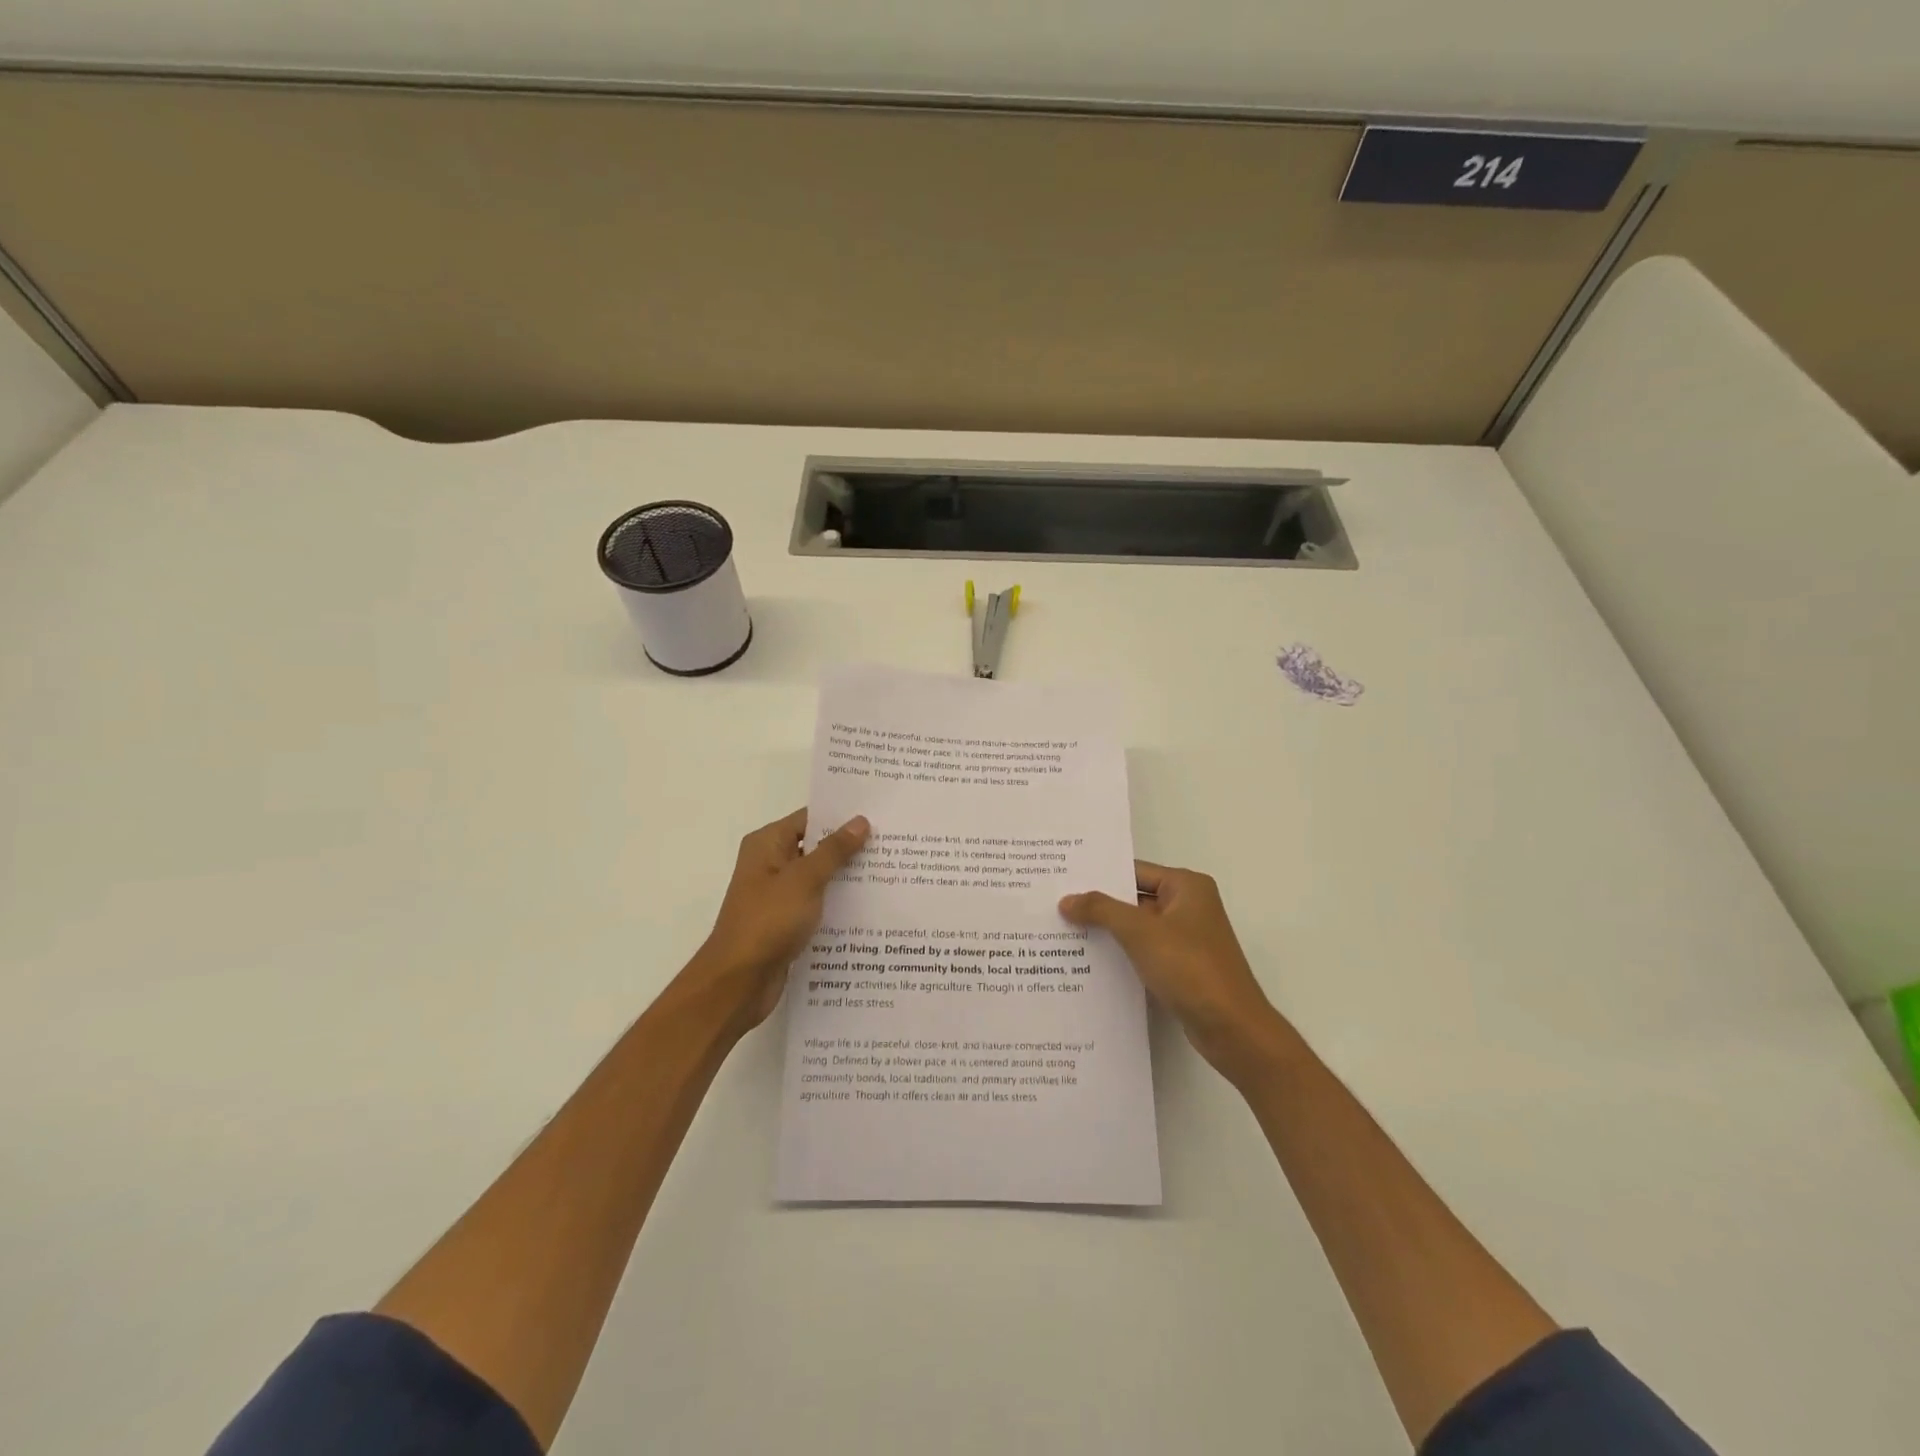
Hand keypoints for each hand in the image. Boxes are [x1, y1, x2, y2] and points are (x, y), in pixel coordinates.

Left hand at [690, 807, 869, 1031]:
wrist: (738, 983)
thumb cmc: (767, 922)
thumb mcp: (804, 880)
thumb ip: (833, 850)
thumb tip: (859, 821)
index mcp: (767, 845)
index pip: (810, 818)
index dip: (842, 816)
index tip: (878, 816)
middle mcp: (771, 864)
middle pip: (816, 847)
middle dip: (850, 847)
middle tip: (893, 844)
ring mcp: (778, 895)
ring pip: (819, 878)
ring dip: (847, 877)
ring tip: (890, 873)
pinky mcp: (786, 922)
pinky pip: (817, 904)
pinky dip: (838, 904)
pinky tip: (870, 907)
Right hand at [1059, 862, 1286, 1081]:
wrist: (1232, 1028)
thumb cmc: (1190, 968)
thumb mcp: (1140, 932)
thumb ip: (1101, 910)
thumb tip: (1066, 900)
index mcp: (1186, 886)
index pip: (1134, 871)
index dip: (1099, 876)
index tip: (1063, 880)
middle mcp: (1189, 906)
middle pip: (1134, 898)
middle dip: (1099, 905)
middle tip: (1056, 905)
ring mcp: (1187, 938)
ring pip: (1138, 928)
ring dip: (1108, 932)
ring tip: (1064, 932)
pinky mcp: (1183, 967)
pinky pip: (1145, 952)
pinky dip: (1122, 954)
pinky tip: (1089, 961)